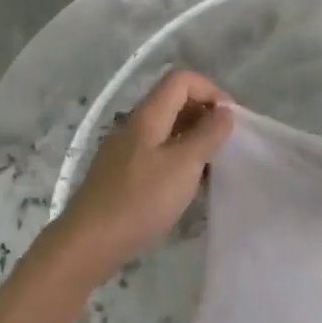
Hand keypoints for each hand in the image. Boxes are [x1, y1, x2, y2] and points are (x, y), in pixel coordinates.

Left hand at [54, 70, 233, 281]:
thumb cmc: (141, 200)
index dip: (211, 91)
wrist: (90, 242)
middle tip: (226, 145)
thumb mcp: (184, 165)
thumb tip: (224, 112)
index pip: (182, 80)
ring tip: (212, 169)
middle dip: (205, 116)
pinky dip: (179, 161)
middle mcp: (134, 126)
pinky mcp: (122, 175)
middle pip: (174, 102)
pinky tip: (189, 187)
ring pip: (167, 131)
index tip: (231, 120)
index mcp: (147, 116)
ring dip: (194, 141)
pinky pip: (158, 154)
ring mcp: (125, 151)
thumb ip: (208, 134)